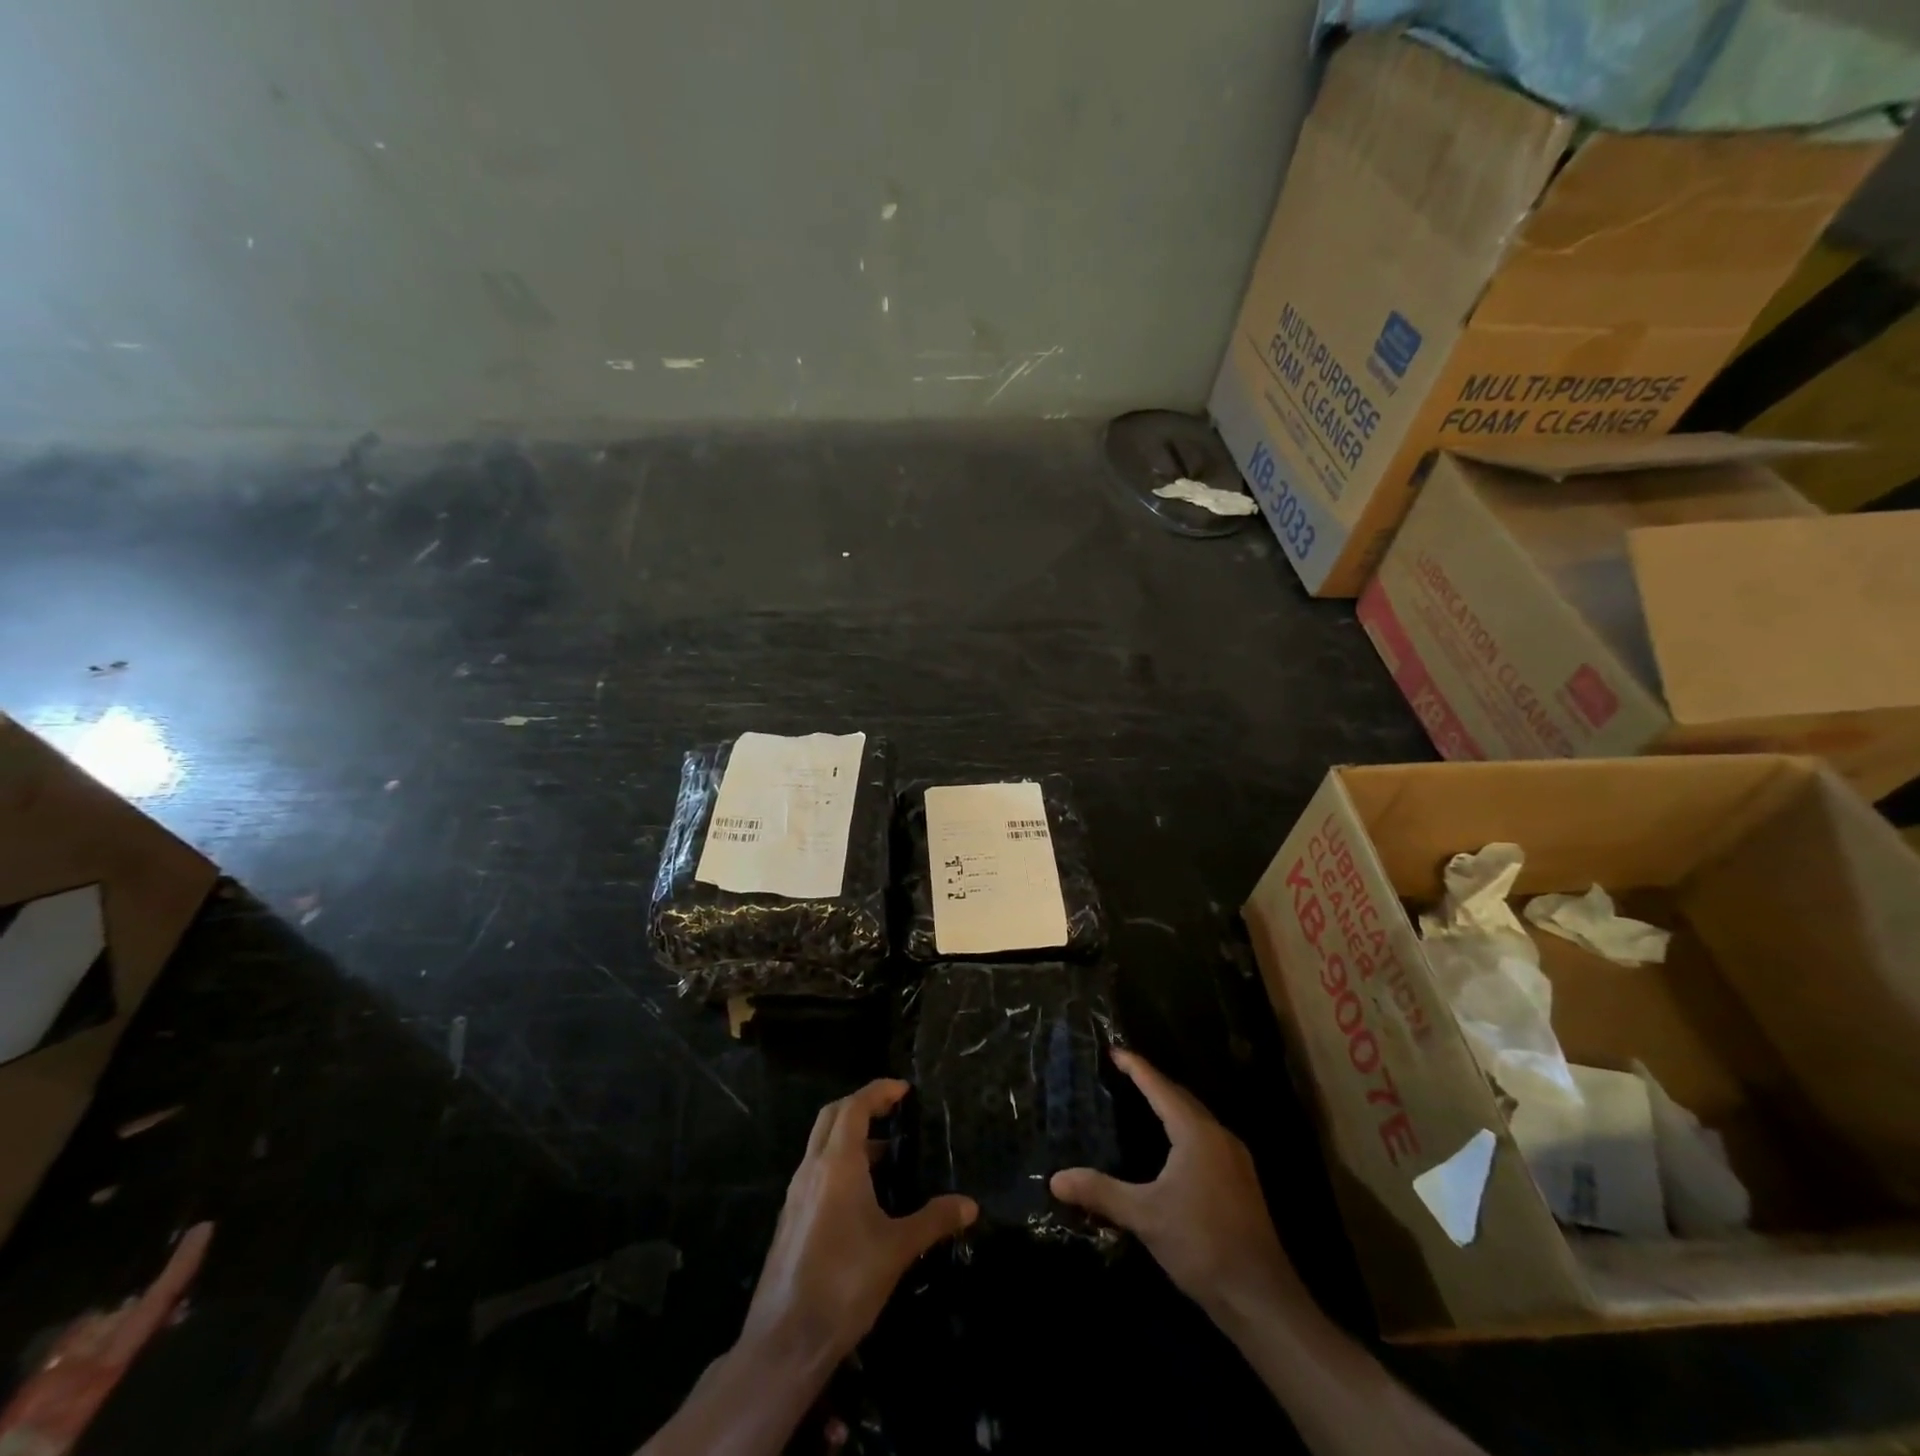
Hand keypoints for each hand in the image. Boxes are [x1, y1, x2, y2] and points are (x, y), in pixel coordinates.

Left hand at [741, 1079, 976, 1366]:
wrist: (786, 1340)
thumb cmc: (845, 1282)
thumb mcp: (897, 1249)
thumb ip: (933, 1220)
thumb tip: (970, 1205)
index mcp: (837, 1163)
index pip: (855, 1106)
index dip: (879, 1091)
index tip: (904, 1090)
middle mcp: (812, 1168)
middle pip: (833, 1115)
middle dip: (862, 1105)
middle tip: (893, 1110)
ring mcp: (797, 1193)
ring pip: (822, 1143)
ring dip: (851, 1136)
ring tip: (886, 1153)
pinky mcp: (791, 1218)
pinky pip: (816, 1170)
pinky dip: (839, 1162)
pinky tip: (862, 1194)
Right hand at [1051, 1049, 1300, 1317]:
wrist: (1260, 1298)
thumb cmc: (1201, 1244)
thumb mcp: (1144, 1216)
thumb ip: (1101, 1192)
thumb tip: (1056, 1179)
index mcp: (1196, 1133)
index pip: (1160, 1087)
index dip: (1136, 1067)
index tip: (1113, 1050)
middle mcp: (1218, 1136)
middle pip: (1181, 1098)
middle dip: (1153, 1083)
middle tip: (1123, 1072)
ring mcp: (1234, 1160)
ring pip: (1196, 1119)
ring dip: (1170, 1106)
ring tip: (1142, 1101)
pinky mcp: (1240, 1183)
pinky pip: (1205, 1139)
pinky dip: (1183, 1129)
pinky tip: (1170, 1147)